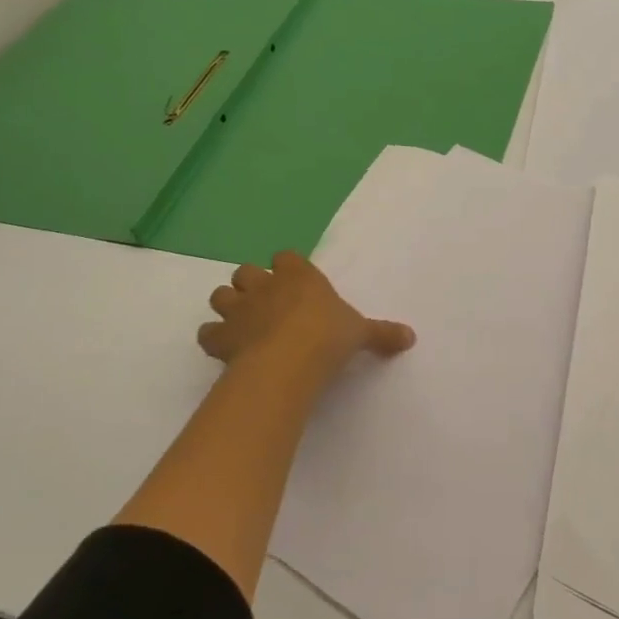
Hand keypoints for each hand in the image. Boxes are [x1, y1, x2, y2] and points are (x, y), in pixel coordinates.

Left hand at [199, 252, 414, 390]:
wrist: (289, 360)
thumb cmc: (328, 337)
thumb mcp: (360, 333)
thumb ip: (382, 334)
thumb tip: (411, 337)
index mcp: (299, 276)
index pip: (286, 257)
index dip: (287, 269)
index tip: (294, 284)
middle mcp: (266, 285)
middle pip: (246, 271)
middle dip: (251, 285)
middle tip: (265, 305)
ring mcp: (239, 309)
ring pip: (221, 295)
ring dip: (228, 306)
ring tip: (241, 323)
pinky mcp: (220, 337)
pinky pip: (207, 332)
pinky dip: (213, 338)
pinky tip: (224, 350)